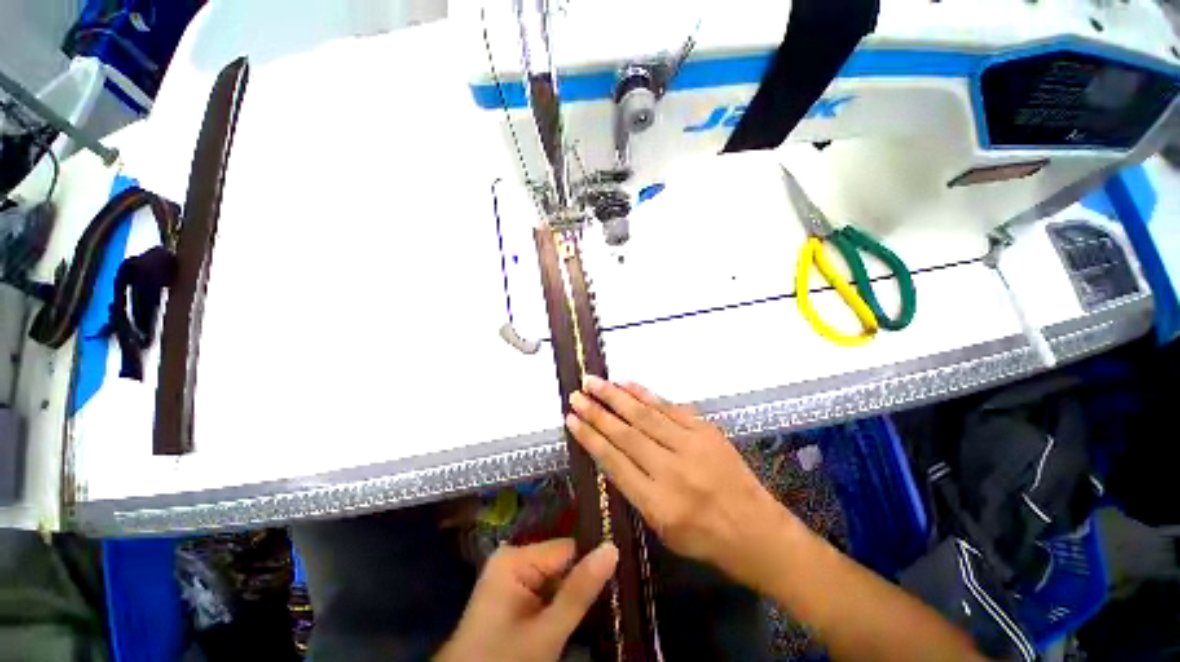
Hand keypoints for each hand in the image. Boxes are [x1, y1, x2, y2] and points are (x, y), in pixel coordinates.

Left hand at [436, 539, 617, 661]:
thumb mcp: (546, 632)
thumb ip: (579, 591)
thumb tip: (613, 547)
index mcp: (515, 557)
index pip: (568, 548)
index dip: (591, 565)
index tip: (617, 577)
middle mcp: (513, 559)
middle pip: (561, 563)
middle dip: (580, 583)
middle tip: (607, 599)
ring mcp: (511, 577)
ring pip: (555, 579)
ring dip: (571, 597)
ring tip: (594, 609)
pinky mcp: (512, 595)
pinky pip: (544, 591)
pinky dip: (558, 605)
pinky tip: (568, 618)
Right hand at [566, 376, 796, 589]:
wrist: (757, 530)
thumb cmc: (704, 538)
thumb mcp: (661, 528)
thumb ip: (634, 489)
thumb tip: (612, 452)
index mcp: (657, 503)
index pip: (614, 462)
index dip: (590, 438)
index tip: (571, 420)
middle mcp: (671, 471)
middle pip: (626, 434)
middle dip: (597, 412)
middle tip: (577, 394)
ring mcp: (691, 446)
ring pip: (645, 415)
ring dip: (616, 396)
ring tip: (594, 382)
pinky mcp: (705, 430)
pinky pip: (670, 407)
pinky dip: (646, 394)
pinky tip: (627, 384)